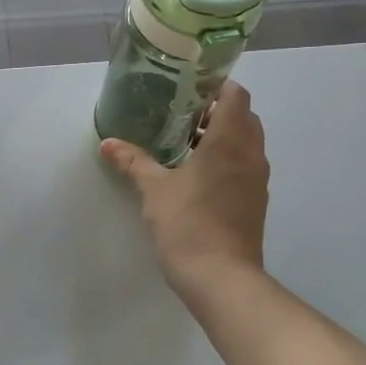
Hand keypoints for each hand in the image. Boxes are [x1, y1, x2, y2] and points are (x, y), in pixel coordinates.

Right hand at [100, 79, 269, 305]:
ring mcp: (257, 180)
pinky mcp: (255, 202)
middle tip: (182, 116)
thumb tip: (108, 143)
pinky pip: (245, 166)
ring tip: (186, 144)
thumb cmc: (188, 224)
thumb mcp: (153, 190)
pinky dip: (227, 160)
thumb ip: (133, 161)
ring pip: (247, 143)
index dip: (217, 85)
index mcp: (229, 142)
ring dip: (223, 136)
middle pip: (244, 117)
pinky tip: (197, 175)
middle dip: (217, 111)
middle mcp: (250, 155)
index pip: (236, 95)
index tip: (190, 88)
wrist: (222, 279)